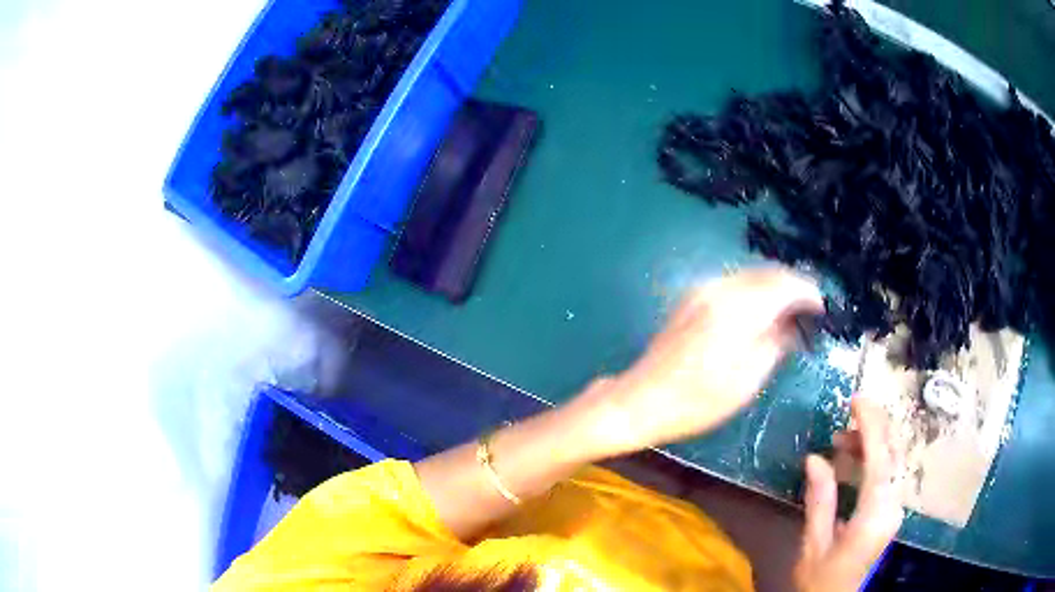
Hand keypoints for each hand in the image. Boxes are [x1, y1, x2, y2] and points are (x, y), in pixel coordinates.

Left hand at [573, 268, 823, 456]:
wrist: (641, 399)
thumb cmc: (697, 402)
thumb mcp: (747, 381)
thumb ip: (775, 345)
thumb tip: (793, 325)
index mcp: (737, 309)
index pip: (784, 285)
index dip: (807, 292)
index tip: (821, 307)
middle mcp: (720, 289)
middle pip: (767, 273)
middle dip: (792, 286)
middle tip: (808, 309)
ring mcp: (702, 290)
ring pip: (750, 275)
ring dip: (773, 286)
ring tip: (788, 311)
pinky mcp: (691, 297)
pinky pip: (733, 283)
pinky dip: (754, 291)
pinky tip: (760, 311)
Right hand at [794, 396, 904, 591]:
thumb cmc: (820, 579)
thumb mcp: (814, 544)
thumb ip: (820, 500)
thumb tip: (815, 458)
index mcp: (875, 515)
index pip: (880, 459)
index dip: (871, 425)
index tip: (856, 400)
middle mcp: (893, 506)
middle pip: (894, 453)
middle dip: (874, 427)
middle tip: (847, 415)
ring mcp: (895, 508)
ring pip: (894, 460)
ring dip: (872, 443)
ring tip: (841, 442)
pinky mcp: (891, 510)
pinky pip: (888, 473)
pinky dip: (873, 459)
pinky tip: (851, 462)